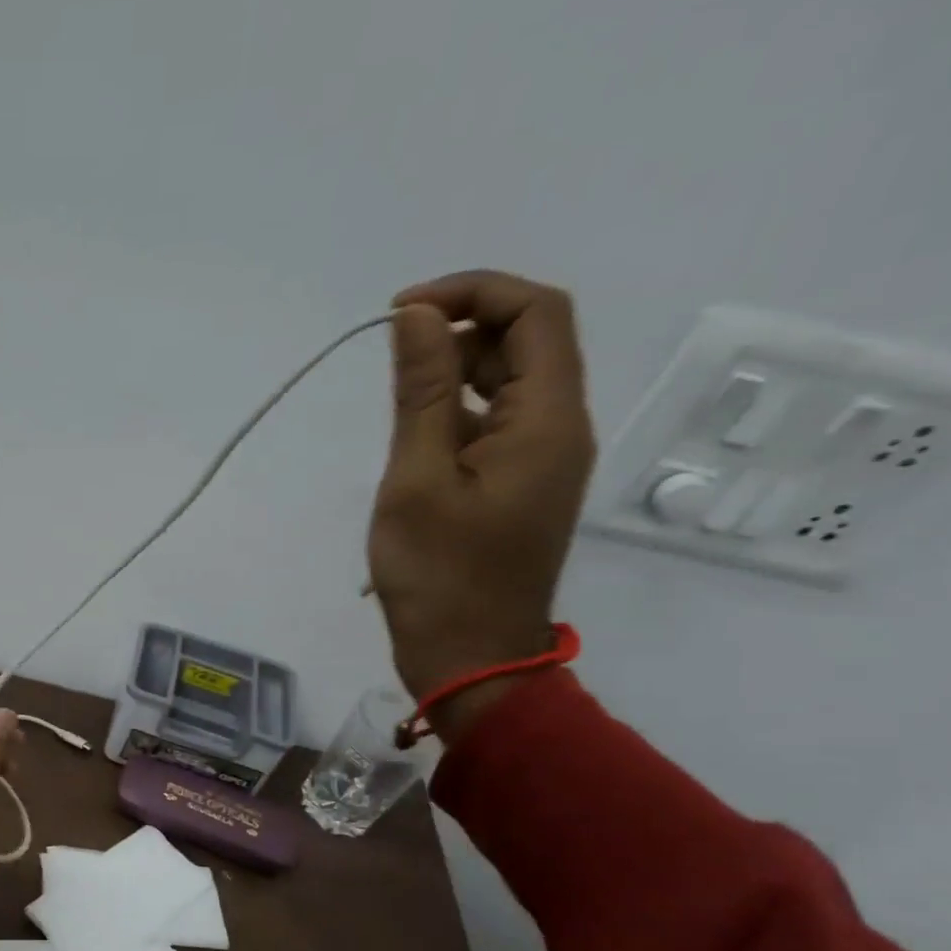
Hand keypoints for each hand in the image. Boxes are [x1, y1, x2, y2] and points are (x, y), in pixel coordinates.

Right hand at [369, 270, 595, 738]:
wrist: (470, 658)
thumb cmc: (439, 575)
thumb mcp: (417, 479)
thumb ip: (420, 393)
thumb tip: (416, 316)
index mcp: (547, 421)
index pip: (536, 313)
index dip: (473, 292)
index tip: (402, 312)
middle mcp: (560, 428)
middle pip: (529, 341)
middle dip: (461, 328)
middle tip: (391, 355)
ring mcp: (542, 460)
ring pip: (510, 382)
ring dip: (455, 370)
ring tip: (394, 400)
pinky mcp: (519, 485)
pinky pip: (496, 423)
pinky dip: (456, 411)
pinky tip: (414, 437)